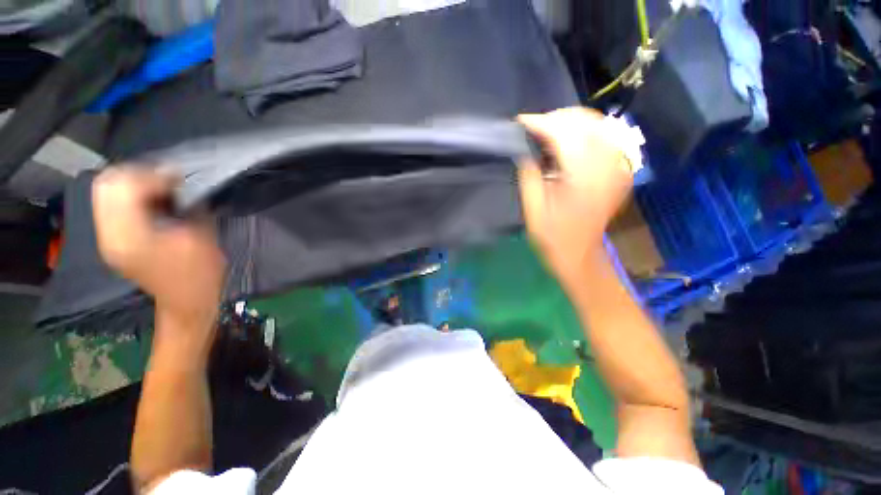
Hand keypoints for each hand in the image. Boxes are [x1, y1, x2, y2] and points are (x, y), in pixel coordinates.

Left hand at [92, 168, 226, 332]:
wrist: (186, 302)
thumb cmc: (199, 273)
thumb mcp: (200, 236)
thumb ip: (186, 205)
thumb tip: (179, 182)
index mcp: (129, 236)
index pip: (122, 186)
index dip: (150, 175)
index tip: (179, 178)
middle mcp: (108, 234)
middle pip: (106, 184)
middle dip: (138, 174)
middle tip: (168, 180)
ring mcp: (107, 237)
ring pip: (107, 191)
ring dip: (134, 183)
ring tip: (162, 188)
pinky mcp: (113, 239)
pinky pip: (113, 204)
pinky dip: (131, 195)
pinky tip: (154, 201)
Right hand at [518, 108, 632, 285]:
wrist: (580, 255)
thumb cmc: (553, 237)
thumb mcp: (533, 210)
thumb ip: (529, 176)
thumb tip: (524, 150)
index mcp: (583, 179)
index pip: (564, 135)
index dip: (541, 123)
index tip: (521, 122)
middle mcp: (607, 167)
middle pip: (586, 122)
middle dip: (557, 118)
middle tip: (533, 127)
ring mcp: (618, 168)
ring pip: (599, 125)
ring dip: (571, 122)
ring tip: (548, 131)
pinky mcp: (619, 171)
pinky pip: (607, 137)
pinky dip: (587, 131)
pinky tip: (569, 140)